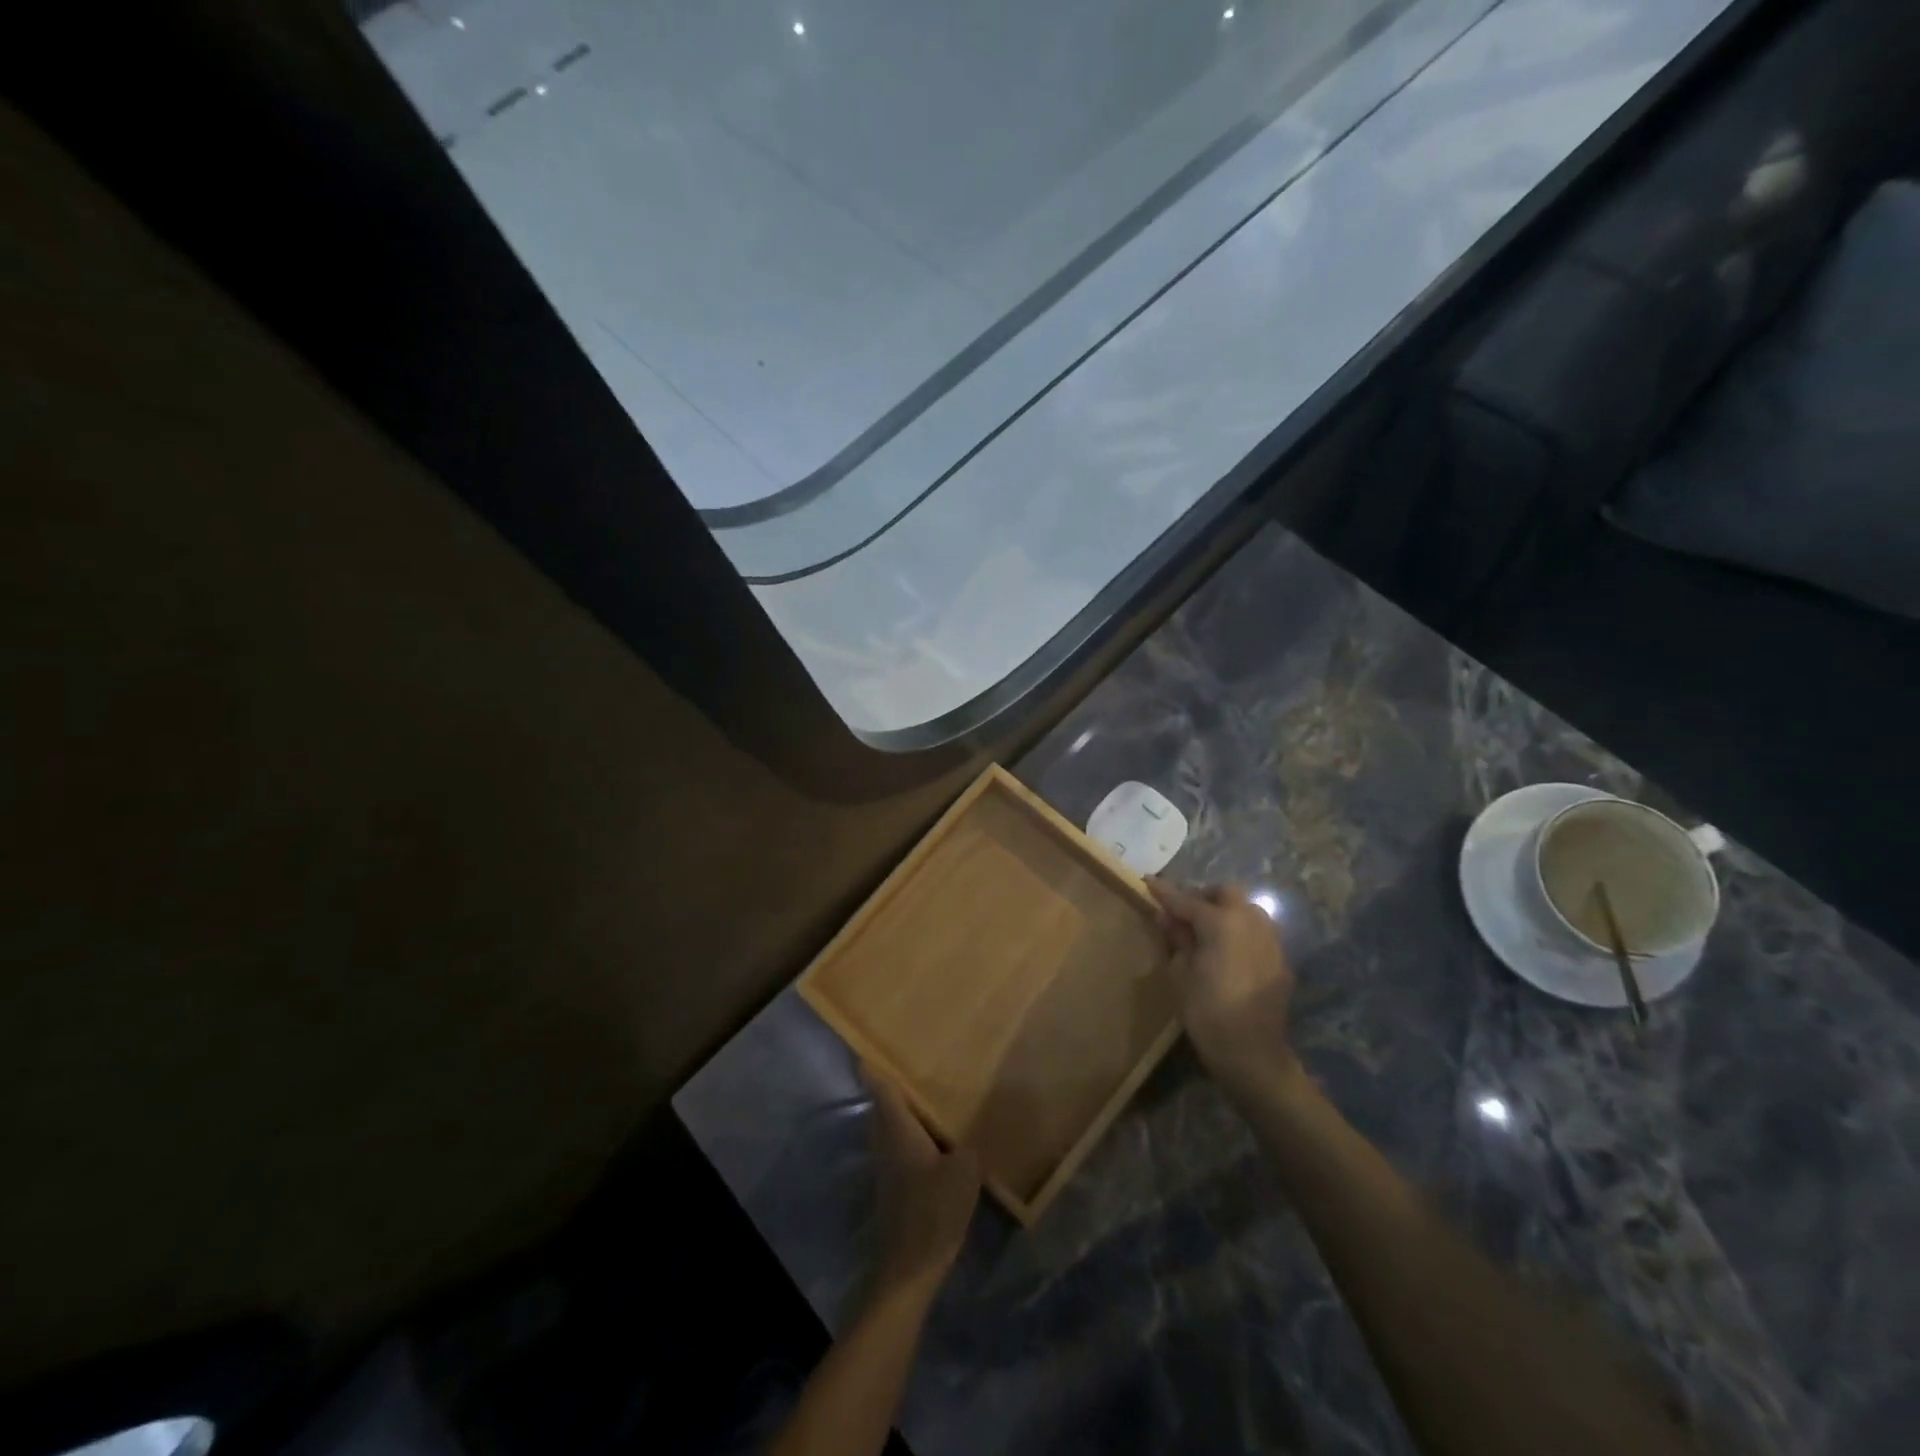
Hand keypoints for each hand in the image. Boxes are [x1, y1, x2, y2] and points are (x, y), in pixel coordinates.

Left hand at [866, 1068, 980, 1300]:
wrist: (912, 1267)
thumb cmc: (935, 1209)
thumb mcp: (966, 1170)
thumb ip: (969, 1143)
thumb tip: (973, 1127)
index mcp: (898, 1128)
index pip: (881, 1088)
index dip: (875, 1066)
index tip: (877, 1045)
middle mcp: (885, 1141)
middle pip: (883, 1105)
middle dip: (895, 1086)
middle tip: (919, 1067)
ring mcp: (886, 1165)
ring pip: (890, 1126)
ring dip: (905, 1112)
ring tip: (933, 1099)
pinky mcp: (893, 1186)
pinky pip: (899, 1147)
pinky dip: (912, 1136)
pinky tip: (936, 1140)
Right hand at [1147, 880, 1304, 1101]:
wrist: (1252, 1053)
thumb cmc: (1207, 1012)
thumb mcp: (1181, 973)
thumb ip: (1177, 938)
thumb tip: (1166, 916)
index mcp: (1221, 922)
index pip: (1187, 900)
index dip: (1165, 892)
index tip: (1148, 881)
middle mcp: (1250, 922)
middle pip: (1226, 893)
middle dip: (1203, 896)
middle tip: (1183, 913)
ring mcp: (1270, 940)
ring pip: (1247, 909)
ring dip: (1226, 912)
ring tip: (1207, 932)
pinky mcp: (1280, 959)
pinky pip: (1258, 933)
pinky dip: (1240, 933)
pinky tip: (1227, 953)